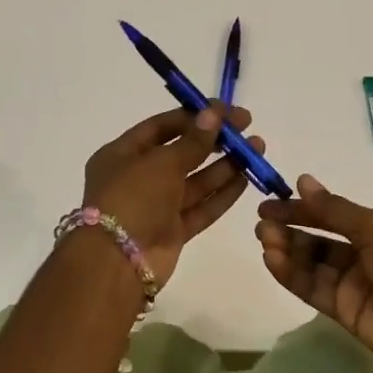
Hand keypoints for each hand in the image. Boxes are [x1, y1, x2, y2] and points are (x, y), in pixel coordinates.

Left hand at [81, 105, 263, 286]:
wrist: (116, 262)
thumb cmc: (132, 199)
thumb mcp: (161, 163)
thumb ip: (192, 141)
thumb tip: (214, 114)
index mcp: (122, 154)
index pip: (161, 127)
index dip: (194, 116)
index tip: (227, 110)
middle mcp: (138, 177)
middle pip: (181, 152)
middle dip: (214, 141)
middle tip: (248, 129)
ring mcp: (156, 206)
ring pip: (195, 181)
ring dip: (225, 165)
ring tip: (256, 149)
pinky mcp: (172, 231)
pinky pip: (200, 207)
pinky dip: (222, 194)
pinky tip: (246, 179)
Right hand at [256, 175, 372, 372]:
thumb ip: (335, 210)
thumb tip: (302, 180)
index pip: (333, 215)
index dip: (302, 209)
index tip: (270, 204)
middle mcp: (366, 255)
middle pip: (319, 239)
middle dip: (291, 229)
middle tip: (262, 224)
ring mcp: (354, 285)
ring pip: (312, 264)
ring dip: (287, 250)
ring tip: (265, 240)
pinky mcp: (344, 312)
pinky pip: (312, 289)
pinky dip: (291, 274)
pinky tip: (272, 260)